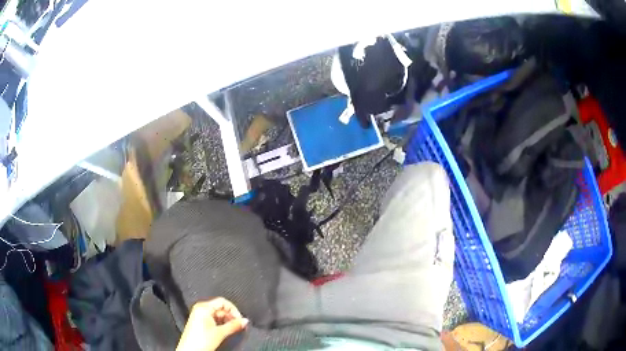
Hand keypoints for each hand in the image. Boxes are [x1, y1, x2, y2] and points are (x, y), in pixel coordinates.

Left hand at [177, 297, 248, 350]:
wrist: (190, 350)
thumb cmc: (202, 340)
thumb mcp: (221, 333)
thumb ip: (234, 325)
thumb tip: (245, 320)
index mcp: (203, 307)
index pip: (222, 302)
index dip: (233, 310)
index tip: (240, 319)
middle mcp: (200, 308)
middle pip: (220, 308)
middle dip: (230, 316)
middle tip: (238, 326)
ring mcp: (199, 315)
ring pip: (217, 314)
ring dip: (226, 321)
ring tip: (233, 329)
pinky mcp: (199, 322)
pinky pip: (213, 319)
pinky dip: (221, 323)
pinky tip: (225, 330)